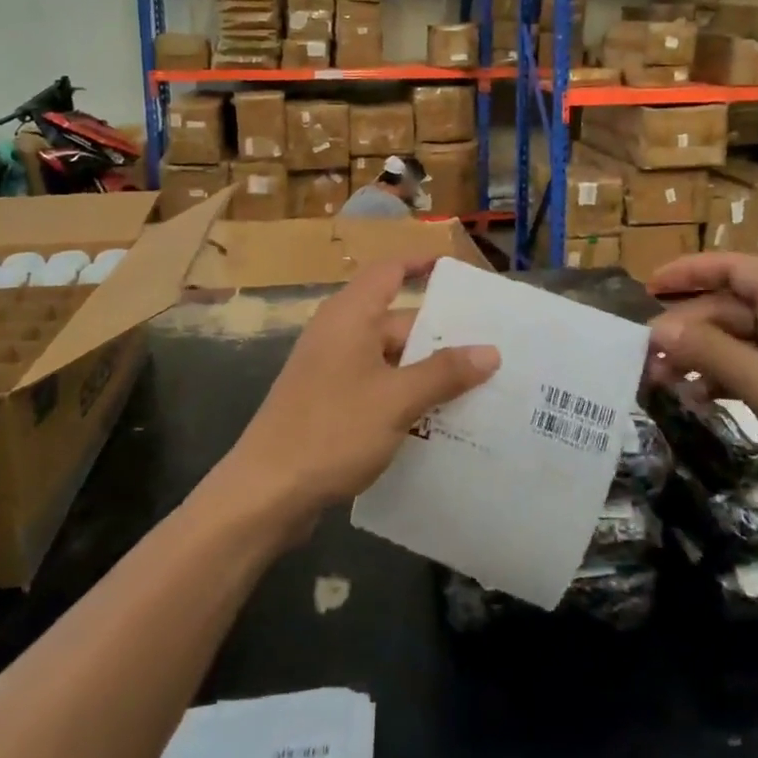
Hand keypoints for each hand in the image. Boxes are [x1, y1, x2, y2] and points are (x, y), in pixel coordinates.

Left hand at [218, 259, 499, 529]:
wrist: (266, 493)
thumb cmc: (332, 431)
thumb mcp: (397, 400)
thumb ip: (444, 373)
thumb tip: (490, 351)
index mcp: (350, 316)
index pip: (390, 272)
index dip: (422, 265)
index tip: (459, 273)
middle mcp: (340, 335)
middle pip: (397, 322)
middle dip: (441, 335)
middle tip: (491, 349)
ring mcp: (332, 371)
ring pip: (390, 360)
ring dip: (427, 372)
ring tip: (479, 388)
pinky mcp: (329, 404)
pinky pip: (378, 388)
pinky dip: (406, 397)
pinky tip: (440, 422)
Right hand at [645, 253, 757, 506]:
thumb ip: (710, 351)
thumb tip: (656, 328)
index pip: (731, 267)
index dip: (687, 272)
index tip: (646, 289)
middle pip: (728, 307)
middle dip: (686, 328)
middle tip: (645, 359)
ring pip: (737, 339)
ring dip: (700, 356)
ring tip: (662, 382)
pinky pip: (753, 366)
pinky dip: (723, 377)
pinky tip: (697, 399)